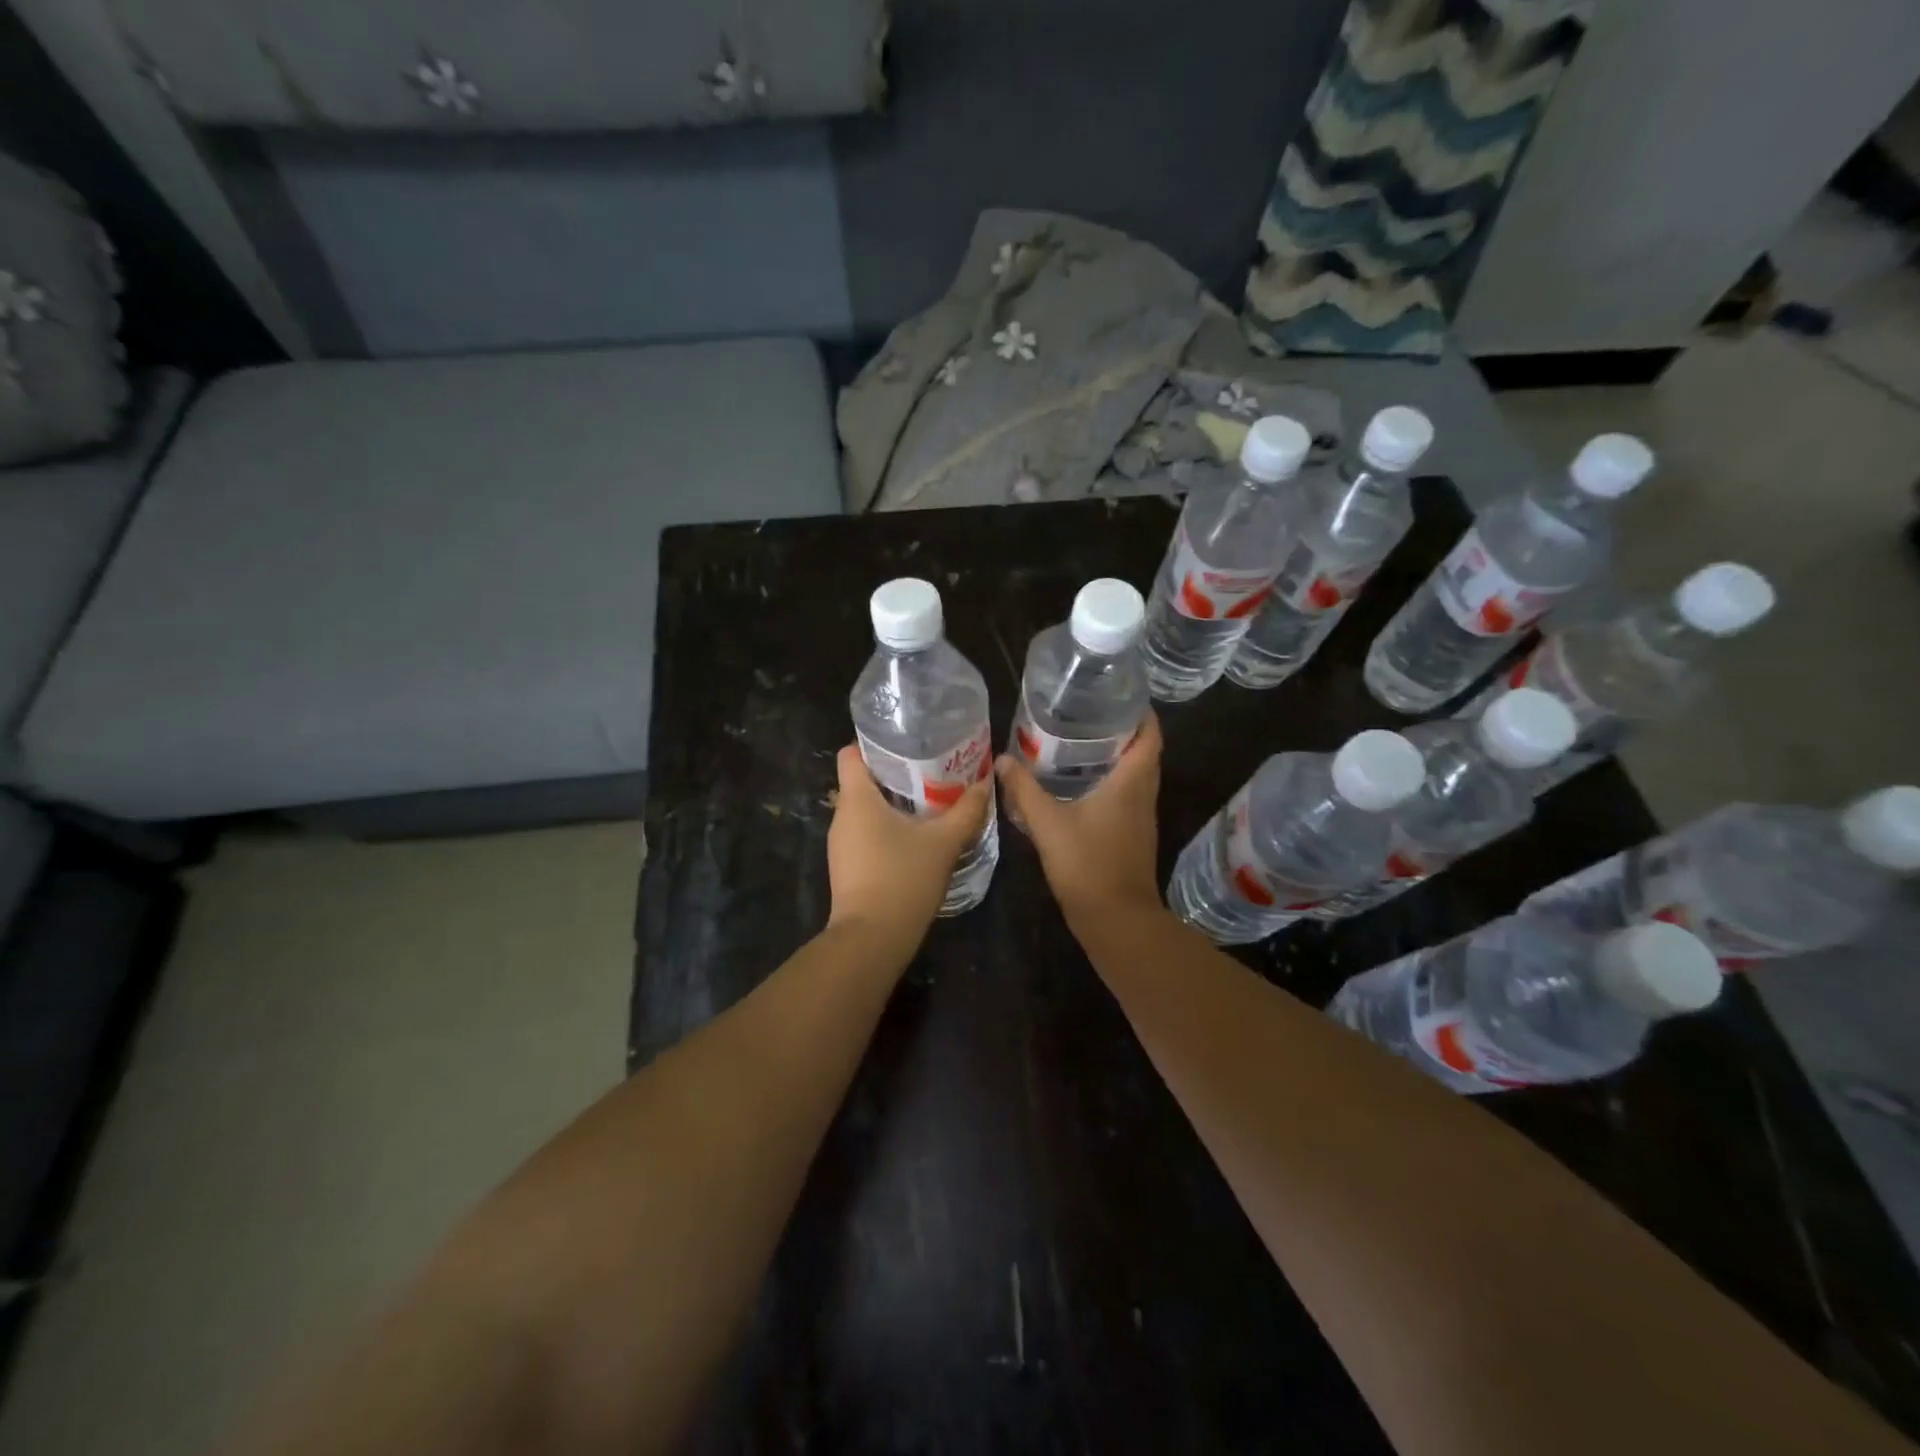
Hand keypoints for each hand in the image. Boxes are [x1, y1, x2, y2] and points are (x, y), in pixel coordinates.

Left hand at [827, 745, 992, 957]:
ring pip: (866, 810)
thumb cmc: (903, 879)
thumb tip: (985, 783)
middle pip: (862, 781)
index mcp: (856, 799)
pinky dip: (888, 829)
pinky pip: (866, 834)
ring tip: (930, 802)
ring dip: (894, 804)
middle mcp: (842, 816)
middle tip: (931, 771)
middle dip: (895, 775)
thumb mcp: (943, 842)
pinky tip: (916, 838)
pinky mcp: (847, 867)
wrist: (872, 940)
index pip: (850, 754)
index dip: (874, 745)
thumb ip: (967, 810)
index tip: (907, 746)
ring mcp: (841, 844)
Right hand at [996, 711, 1163, 924]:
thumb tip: (1002, 760)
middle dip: (1124, 730)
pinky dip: (1112, 782)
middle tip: (1090, 713)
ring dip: (1118, 757)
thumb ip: (1024, 790)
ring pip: (1137, 776)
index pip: (1150, 735)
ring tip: (1082, 742)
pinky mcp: (1133, 836)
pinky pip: (1128, 797)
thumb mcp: (1048, 824)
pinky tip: (1081, 785)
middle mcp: (1143, 795)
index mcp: (1132, 783)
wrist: (1116, 920)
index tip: (1118, 694)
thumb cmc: (1087, 865)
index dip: (1141, 711)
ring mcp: (1141, 818)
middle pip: (1145, 752)